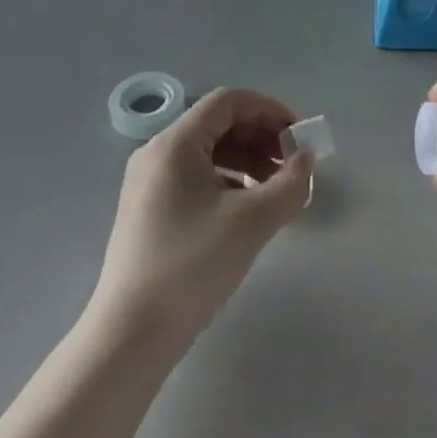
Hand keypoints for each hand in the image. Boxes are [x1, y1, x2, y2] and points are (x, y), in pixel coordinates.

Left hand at [89, 88, 312, 348]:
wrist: (130, 336)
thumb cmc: (191, 266)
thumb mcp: (251, 223)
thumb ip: (288, 184)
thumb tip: (307, 158)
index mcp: (175, 143)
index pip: (229, 101)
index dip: (269, 110)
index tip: (299, 137)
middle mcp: (157, 152)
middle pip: (218, 123)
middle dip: (261, 136)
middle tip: (293, 164)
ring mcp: (149, 182)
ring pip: (208, 152)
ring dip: (247, 159)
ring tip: (276, 188)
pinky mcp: (149, 210)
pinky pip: (196, 177)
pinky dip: (227, 181)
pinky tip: (247, 209)